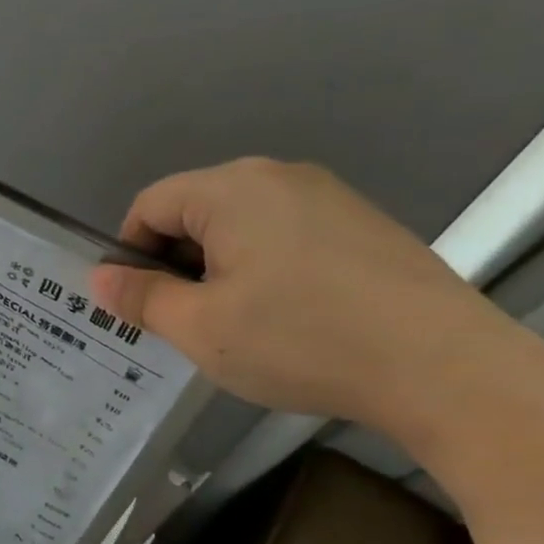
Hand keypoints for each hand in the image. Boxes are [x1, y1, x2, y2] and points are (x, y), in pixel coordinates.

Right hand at [89, 159, 511, 431]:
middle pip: (196, 211)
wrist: (443, 367)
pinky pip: (287, 236)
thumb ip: (141, 298)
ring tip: (239, 326)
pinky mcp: (364, 225)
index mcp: (231, 189)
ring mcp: (329, 197)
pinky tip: (291, 318)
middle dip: (177, 263)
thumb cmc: (300, 340)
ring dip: (221, 269)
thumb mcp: (201, 328)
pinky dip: (266, 269)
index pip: (150, 205)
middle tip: (186, 322)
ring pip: (243, 226)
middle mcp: (278, 176)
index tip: (139, 305)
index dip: (129, 254)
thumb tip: (100, 278)